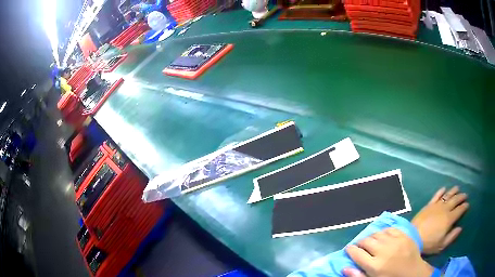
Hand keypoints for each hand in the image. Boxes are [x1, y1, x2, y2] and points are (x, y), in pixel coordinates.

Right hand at [343, 228, 432, 276]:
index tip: (349, 249)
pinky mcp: (404, 236)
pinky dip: (383, 231)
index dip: (350, 250)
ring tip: (370, 241)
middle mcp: (383, 251)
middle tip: (359, 246)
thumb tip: (344, 267)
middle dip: (359, 243)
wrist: (413, 273)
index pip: (357, 253)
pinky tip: (382, 236)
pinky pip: (390, 229)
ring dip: (371, 237)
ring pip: (377, 234)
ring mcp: (395, 242)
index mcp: (374, 266)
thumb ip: (358, 276)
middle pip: (366, 241)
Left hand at [411, 186, 468, 253]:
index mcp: (449, 219)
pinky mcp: (429, 205)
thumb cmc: (428, 244)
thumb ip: (452, 236)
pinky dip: (441, 191)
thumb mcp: (441, 245)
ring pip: (448, 195)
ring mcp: (437, 205)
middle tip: (465, 195)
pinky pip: (437, 195)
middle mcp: (445, 209)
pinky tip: (444, 188)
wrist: (412, 237)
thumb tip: (460, 228)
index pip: (460, 210)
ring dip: (453, 191)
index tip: (467, 204)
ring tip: (457, 188)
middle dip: (461, 197)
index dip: (464, 206)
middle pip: (455, 200)